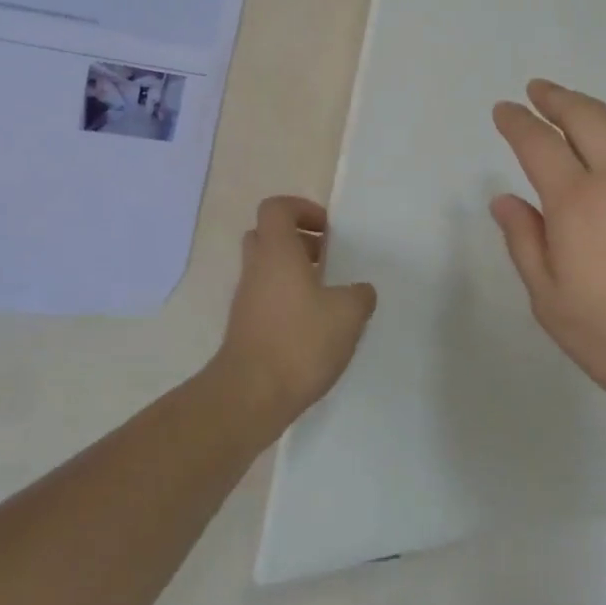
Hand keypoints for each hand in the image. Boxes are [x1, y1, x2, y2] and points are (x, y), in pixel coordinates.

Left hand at [209, 196, 376, 431]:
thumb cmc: (299, 341)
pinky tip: (315, 327)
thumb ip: (359, 295)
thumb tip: (360, 291)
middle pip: (268, 236)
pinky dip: (288, 301)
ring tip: (328, 297)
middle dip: (298, 241)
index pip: (276, 208)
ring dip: (294, 273)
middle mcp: (256, 268)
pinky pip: (266, 299)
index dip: (301, 209)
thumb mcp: (347, 314)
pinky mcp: (245, 328)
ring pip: (267, 269)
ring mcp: (246, 299)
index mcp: (277, 252)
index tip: (327, 229)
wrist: (249, 396)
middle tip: (327, 258)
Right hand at [490, 80, 605, 428]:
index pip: (538, 144)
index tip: (505, 110)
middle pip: (584, 117)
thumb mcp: (553, 304)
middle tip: (539, 91)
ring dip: (596, 108)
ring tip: (579, 106)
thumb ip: (526, 244)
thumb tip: (504, 200)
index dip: (517, 122)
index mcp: (578, 203)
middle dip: (556, 98)